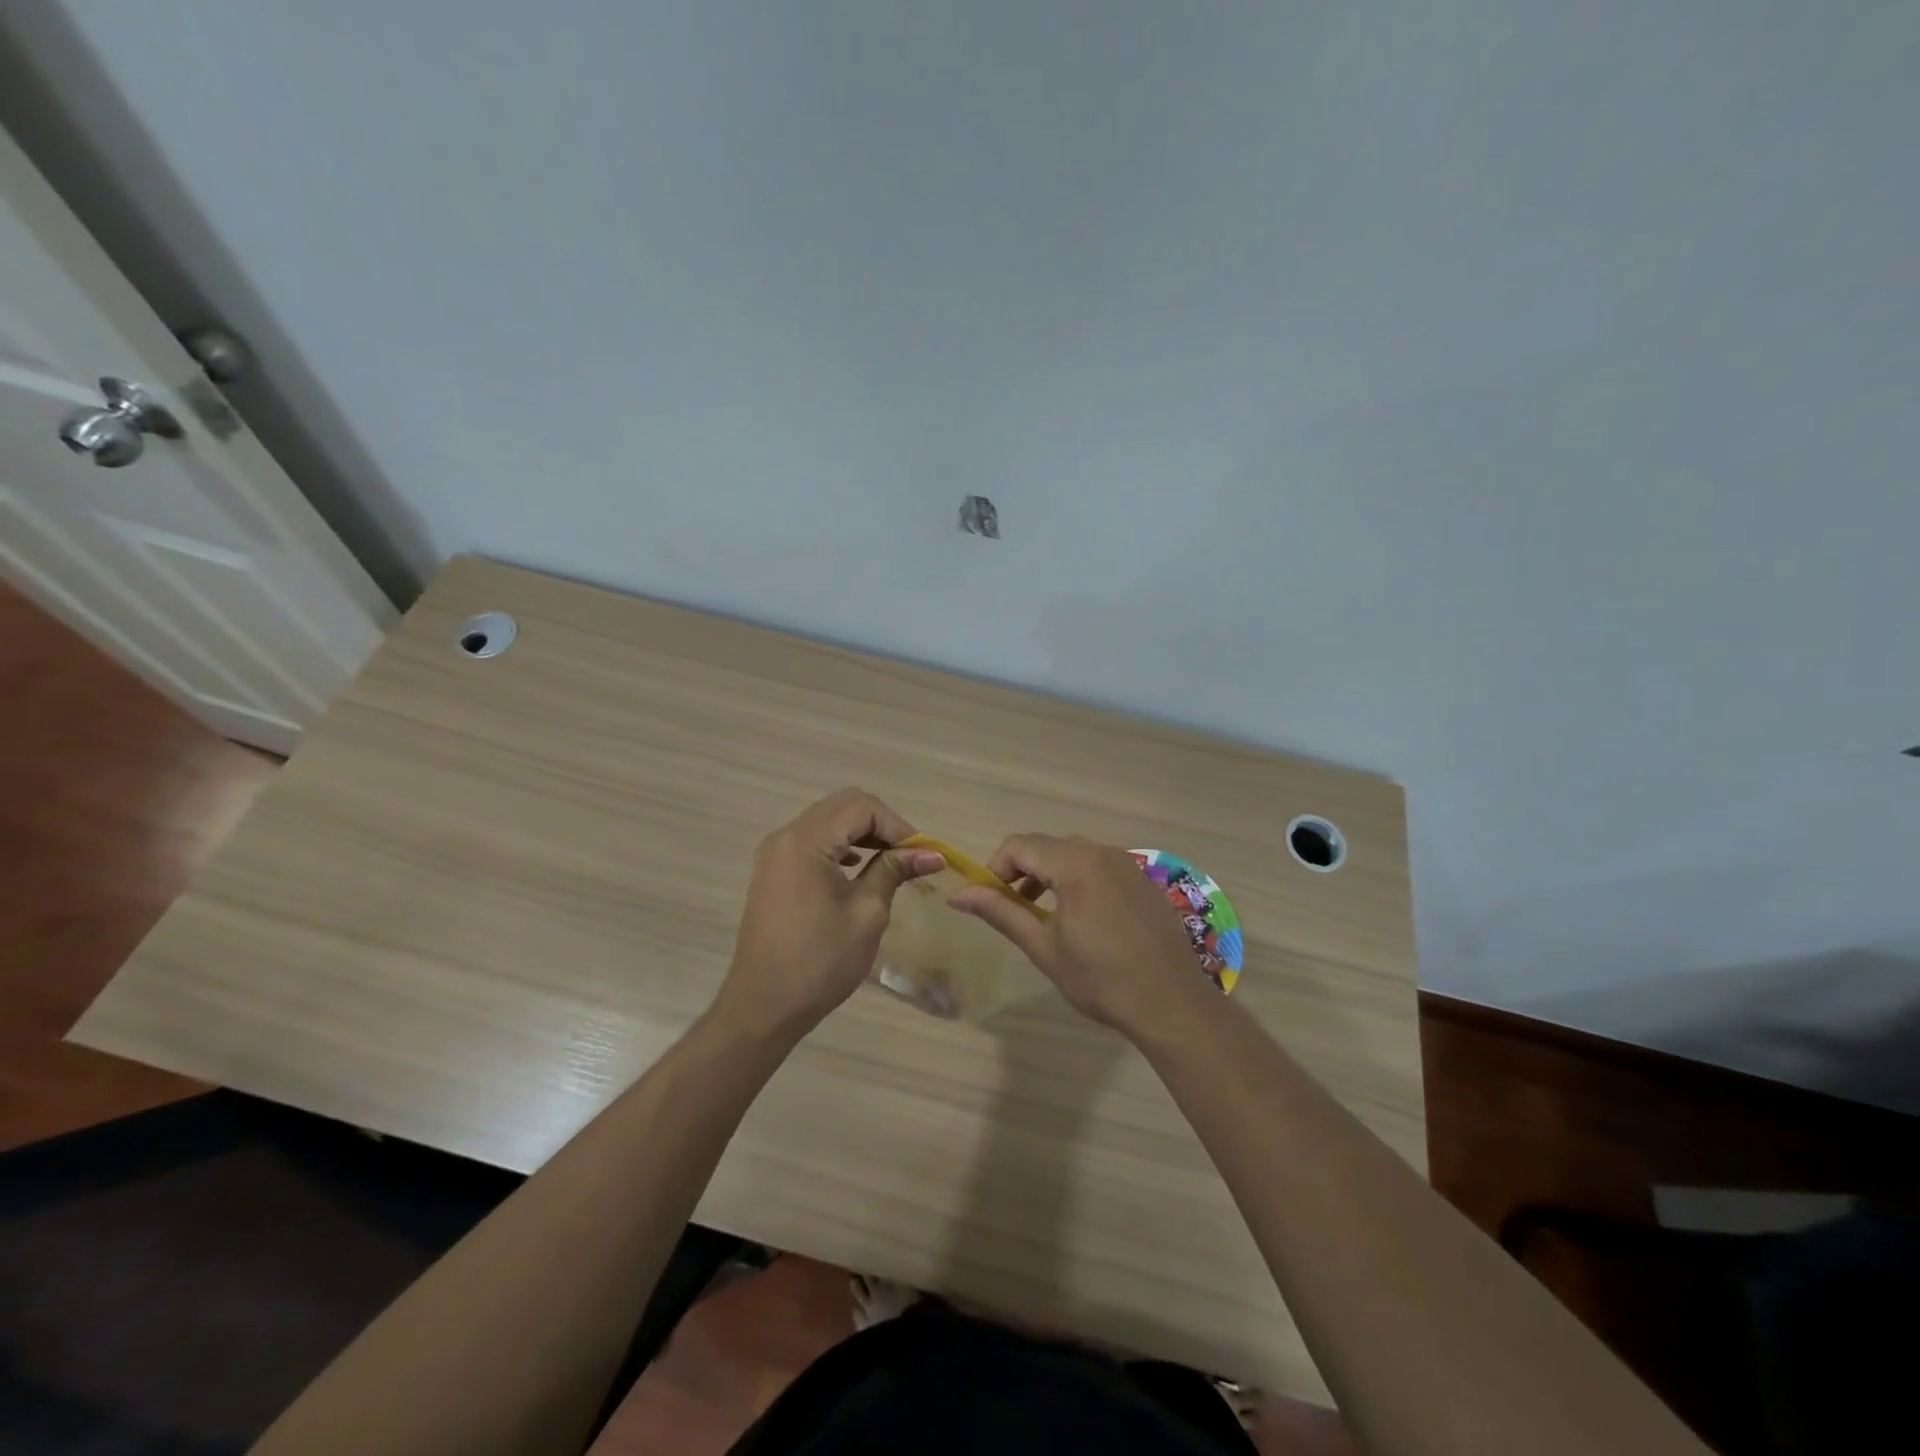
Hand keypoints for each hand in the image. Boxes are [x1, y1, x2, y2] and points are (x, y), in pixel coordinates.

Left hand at [715, 789, 944, 1040]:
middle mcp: (786, 836)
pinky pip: (814, 841)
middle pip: (844, 806)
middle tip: (910, 856)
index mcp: (806, 841)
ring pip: (829, 821)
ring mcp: (776, 853)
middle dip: (883, 825)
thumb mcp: (867, 913)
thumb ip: (894, 871)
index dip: (899, 826)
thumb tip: (932, 854)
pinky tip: (859, 867)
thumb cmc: (820, 962)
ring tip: (892, 862)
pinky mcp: (774, 871)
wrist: (764, 1006)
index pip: (863, 808)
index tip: (923, 855)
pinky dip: (842, 846)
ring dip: (863, 834)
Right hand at [948, 833, 1205, 1033]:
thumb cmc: (1101, 978)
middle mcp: (1101, 851)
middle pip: (1046, 846)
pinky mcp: (1143, 880)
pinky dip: (1078, 880)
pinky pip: (1099, 866)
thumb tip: (957, 895)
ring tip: (1043, 915)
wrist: (1172, 1002)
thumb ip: (1000, 912)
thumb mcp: (1043, 946)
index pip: (1018, 845)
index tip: (991, 902)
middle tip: (1014, 910)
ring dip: (1049, 875)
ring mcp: (1127, 863)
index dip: (996, 869)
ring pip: (1073, 854)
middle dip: (1021, 872)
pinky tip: (1083, 919)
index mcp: (1075, 863)